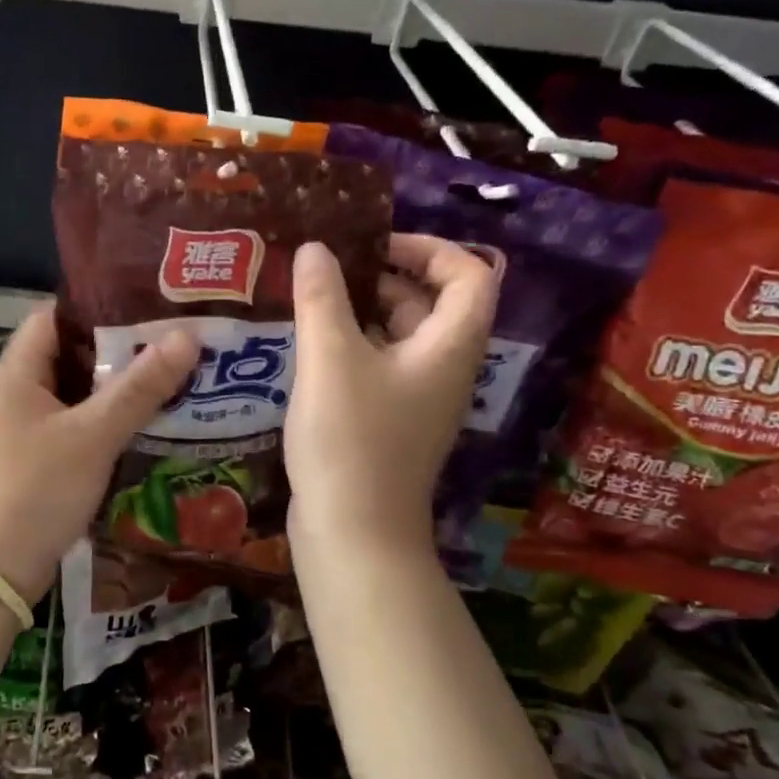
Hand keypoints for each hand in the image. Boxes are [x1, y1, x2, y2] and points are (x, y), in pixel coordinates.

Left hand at [0, 308, 197, 602]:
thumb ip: (140, 387)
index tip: (146, 305)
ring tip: (165, 377)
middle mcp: (14, 393)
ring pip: (72, 393)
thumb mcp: (94, 434)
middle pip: (67, 354)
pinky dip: (101, 419)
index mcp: (17, 373)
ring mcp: (20, 428)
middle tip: (168, 341)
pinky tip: (139, 424)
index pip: (54, 316)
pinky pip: (70, 424)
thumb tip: (187, 336)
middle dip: (116, 348)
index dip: (97, 306)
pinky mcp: (31, 459)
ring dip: (112, 387)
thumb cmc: (38, 489)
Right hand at [285, 234, 497, 554]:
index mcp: (449, 347)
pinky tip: (308, 345)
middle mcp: (443, 369)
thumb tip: (315, 247)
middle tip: (331, 268)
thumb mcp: (330, 359)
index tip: (375, 244)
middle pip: (432, 303)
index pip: (469, 275)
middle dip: (385, 276)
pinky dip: (353, 346)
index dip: (430, 248)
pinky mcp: (390, 422)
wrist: (354, 533)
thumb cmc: (351, 440)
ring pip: (402, 336)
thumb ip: (322, 297)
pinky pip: (380, 366)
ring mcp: (417, 399)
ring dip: (364, 311)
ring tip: (311, 299)